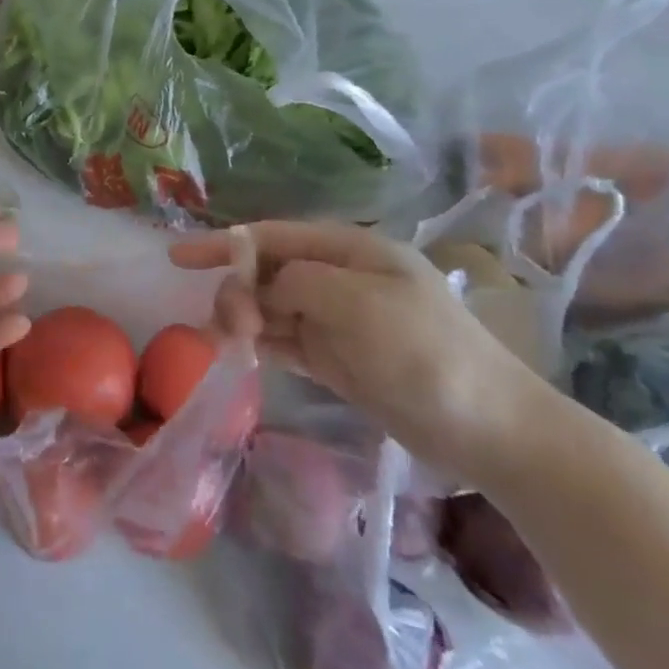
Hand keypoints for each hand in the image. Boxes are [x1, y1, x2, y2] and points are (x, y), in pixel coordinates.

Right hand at [171, 221, 546, 482]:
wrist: (491, 430)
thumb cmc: (425, 353)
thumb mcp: (358, 303)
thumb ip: (298, 282)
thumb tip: (263, 290)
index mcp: (350, 252)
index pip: (272, 237)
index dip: (223, 244)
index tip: (177, 258)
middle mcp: (341, 279)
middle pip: (269, 272)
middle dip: (237, 290)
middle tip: (225, 326)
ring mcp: (340, 320)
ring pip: (273, 308)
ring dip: (245, 319)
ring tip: (228, 343)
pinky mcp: (339, 359)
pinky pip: (287, 341)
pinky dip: (262, 344)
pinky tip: (242, 354)